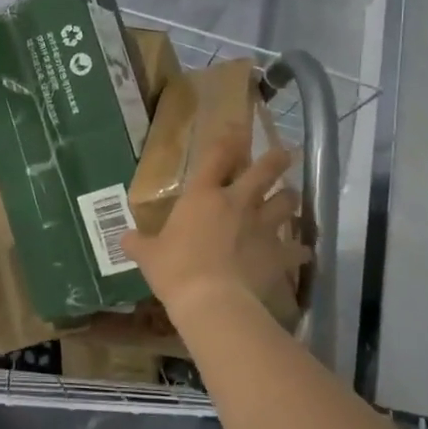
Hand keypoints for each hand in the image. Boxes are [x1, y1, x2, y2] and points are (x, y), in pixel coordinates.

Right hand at [121, 132, 307, 318]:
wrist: (212, 300)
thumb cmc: (175, 269)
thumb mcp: (148, 256)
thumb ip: (138, 244)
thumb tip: (125, 239)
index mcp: (202, 196)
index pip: (216, 157)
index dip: (228, 140)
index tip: (238, 128)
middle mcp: (236, 203)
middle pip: (264, 172)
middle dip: (276, 160)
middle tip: (285, 153)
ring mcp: (261, 227)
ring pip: (287, 203)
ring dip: (290, 199)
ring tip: (291, 199)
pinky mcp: (278, 253)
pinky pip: (297, 249)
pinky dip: (300, 250)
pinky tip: (303, 252)